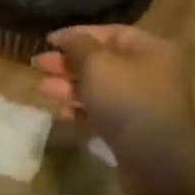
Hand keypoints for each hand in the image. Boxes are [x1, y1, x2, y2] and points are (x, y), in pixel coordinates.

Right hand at [33, 25, 194, 194]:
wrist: (157, 161)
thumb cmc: (128, 101)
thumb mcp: (98, 65)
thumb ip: (78, 46)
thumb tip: (67, 37)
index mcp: (150, 50)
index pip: (110, 33)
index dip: (77, 34)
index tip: (48, 41)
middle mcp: (149, 73)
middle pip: (102, 61)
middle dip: (68, 63)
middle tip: (37, 65)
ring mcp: (140, 104)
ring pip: (99, 89)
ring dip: (69, 87)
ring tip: (41, 88)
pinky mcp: (131, 131)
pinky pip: (102, 114)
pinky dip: (80, 111)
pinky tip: (58, 112)